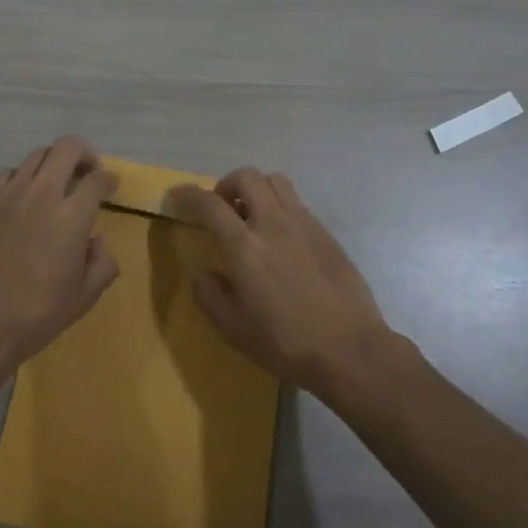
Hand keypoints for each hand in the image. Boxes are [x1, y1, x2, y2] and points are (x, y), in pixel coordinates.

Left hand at [0, 137, 118, 373]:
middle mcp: (42, 194)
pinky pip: (6, 174)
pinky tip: (20, 199)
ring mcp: (8, 193)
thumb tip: (95, 241)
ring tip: (52, 184)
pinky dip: (20, 178)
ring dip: (51, 164)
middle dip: (83, 154)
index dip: (108, 179)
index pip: (97, 178)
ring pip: (35, 155)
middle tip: (85, 172)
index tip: (109, 186)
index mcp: (72, 216)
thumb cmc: (37, 314)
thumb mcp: (85, 296)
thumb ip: (103, 263)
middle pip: (67, 148)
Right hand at [170, 169, 394, 399]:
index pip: (210, 204)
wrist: (350, 350)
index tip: (177, 196)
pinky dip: (279, 206)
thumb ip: (210, 296)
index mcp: (244, 247)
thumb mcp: (234, 330)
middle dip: (225, 185)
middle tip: (220, 207)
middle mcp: (272, 224)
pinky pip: (296, 202)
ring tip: (250, 214)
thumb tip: (203, 273)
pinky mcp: (325, 232)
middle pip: (246, 177)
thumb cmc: (286, 344)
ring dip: (255, 189)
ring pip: (275, 181)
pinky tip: (280, 236)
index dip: (188, 195)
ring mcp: (303, 223)